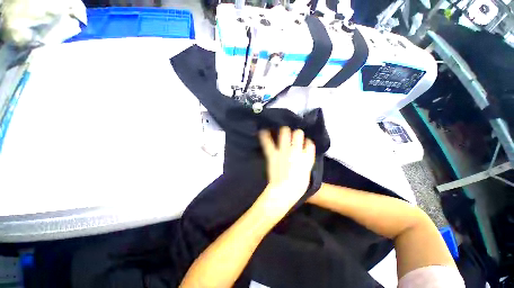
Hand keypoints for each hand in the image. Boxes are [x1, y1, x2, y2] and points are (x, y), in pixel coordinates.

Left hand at [258, 127, 315, 206]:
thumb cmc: (297, 186)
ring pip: (285, 131)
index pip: (309, 142)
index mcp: (307, 156)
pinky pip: (268, 142)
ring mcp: (283, 150)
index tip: (304, 141)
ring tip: (282, 130)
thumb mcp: (307, 172)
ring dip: (284, 130)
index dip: (306, 141)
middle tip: (292, 134)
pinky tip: (263, 131)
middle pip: (298, 133)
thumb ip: (307, 160)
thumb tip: (305, 150)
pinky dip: (265, 135)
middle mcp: (296, 150)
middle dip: (296, 132)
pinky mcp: (272, 154)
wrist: (283, 191)